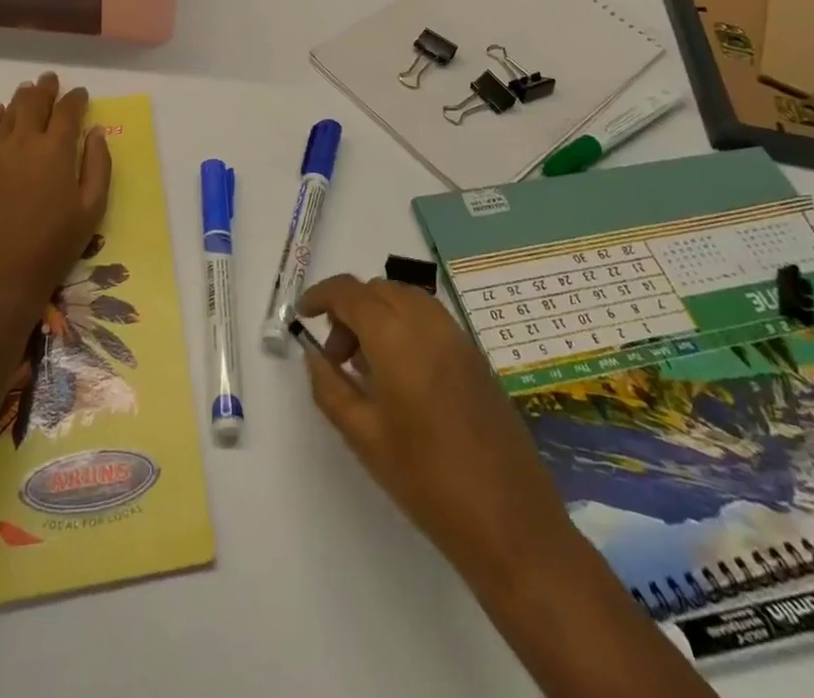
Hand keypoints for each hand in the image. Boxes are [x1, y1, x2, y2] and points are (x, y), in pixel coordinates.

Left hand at [0, 72, 111, 333]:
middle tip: (50, 79)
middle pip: (34, 104)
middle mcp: (23, 143)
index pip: (67, 112)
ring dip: (20, 98)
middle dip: (45, 89)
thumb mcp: (91, 210)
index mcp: (56, 151)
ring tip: (27, 88)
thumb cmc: (53, 247)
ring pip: (7, 113)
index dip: (75, 99)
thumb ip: (98, 166)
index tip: (80, 93)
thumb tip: (95, 132)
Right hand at [298, 275, 574, 593]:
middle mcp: (428, 323)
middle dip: (349, 310)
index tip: (303, 315)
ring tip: (367, 366)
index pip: (349, 292)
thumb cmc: (427, 481)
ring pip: (406, 298)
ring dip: (378, 314)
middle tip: (336, 356)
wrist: (510, 523)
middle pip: (378, 290)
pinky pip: (430, 319)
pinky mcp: (475, 356)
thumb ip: (331, 387)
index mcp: (396, 337)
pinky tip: (401, 374)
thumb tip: (314, 355)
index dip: (321, 295)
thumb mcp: (364, 437)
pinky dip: (405, 325)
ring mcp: (457, 337)